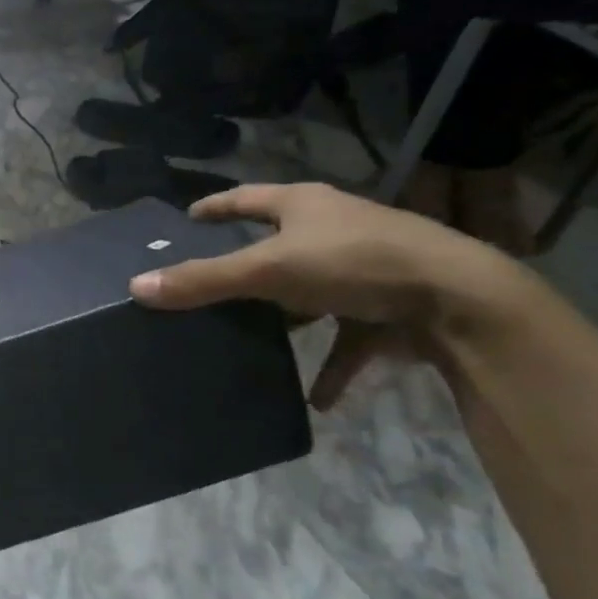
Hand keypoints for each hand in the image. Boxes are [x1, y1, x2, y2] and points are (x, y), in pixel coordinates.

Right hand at [129, 183, 515, 409]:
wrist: (460, 300)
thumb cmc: (355, 264)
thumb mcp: (270, 271)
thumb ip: (204, 281)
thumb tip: (137, 287)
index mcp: (304, 206)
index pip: (246, 199)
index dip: (215, 207)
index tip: (187, 219)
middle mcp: (333, 229)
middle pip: (278, 244)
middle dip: (247, 265)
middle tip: (209, 283)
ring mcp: (364, 269)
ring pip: (311, 292)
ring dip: (288, 317)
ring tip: (251, 336)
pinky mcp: (387, 308)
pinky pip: (348, 339)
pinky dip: (331, 366)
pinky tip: (314, 399)